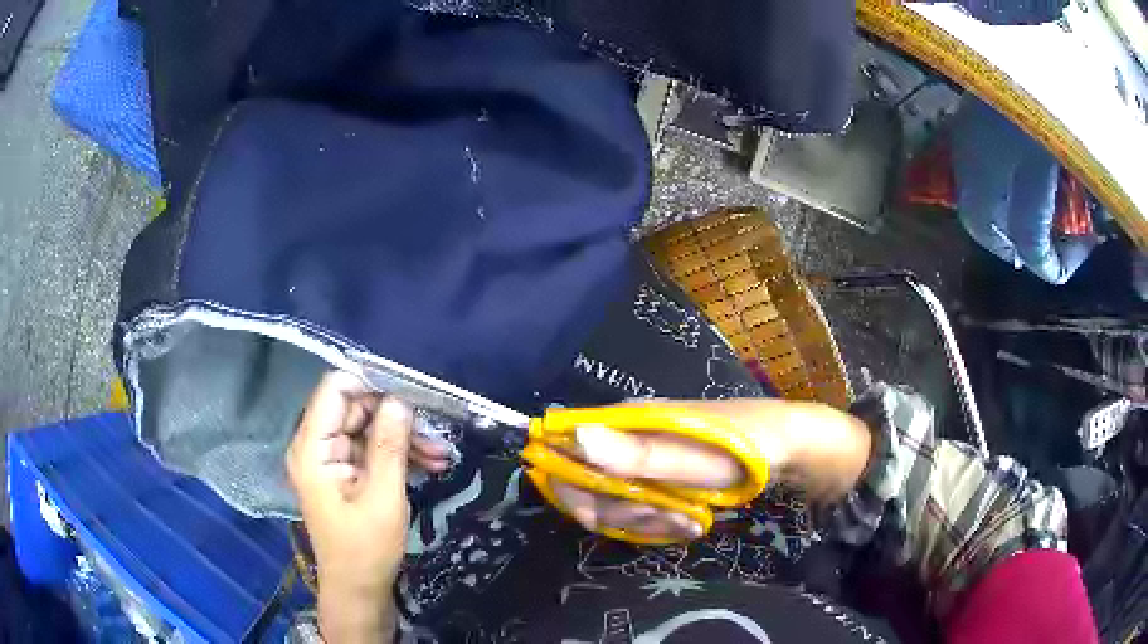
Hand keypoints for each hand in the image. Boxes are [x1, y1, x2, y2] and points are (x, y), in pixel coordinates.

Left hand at [287, 371, 442, 642]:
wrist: (358, 590)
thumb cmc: (366, 549)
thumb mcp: (383, 497)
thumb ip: (389, 445)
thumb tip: (399, 400)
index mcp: (312, 449)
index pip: (335, 390)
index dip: (370, 383)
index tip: (409, 390)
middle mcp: (316, 447)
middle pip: (354, 408)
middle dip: (395, 416)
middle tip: (435, 429)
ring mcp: (330, 460)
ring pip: (367, 429)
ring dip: (403, 438)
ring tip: (441, 454)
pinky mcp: (344, 474)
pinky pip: (371, 451)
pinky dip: (398, 455)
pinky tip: (431, 464)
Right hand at [550, 398, 871, 541]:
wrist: (783, 449)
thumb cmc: (738, 449)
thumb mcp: (690, 457)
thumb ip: (635, 453)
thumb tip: (576, 437)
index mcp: (623, 422)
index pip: (565, 452)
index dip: (574, 489)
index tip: (604, 517)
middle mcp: (623, 438)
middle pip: (590, 485)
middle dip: (625, 512)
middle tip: (669, 517)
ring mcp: (641, 460)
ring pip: (616, 502)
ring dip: (649, 521)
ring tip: (691, 520)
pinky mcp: (658, 477)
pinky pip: (640, 509)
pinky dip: (661, 522)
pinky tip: (691, 521)